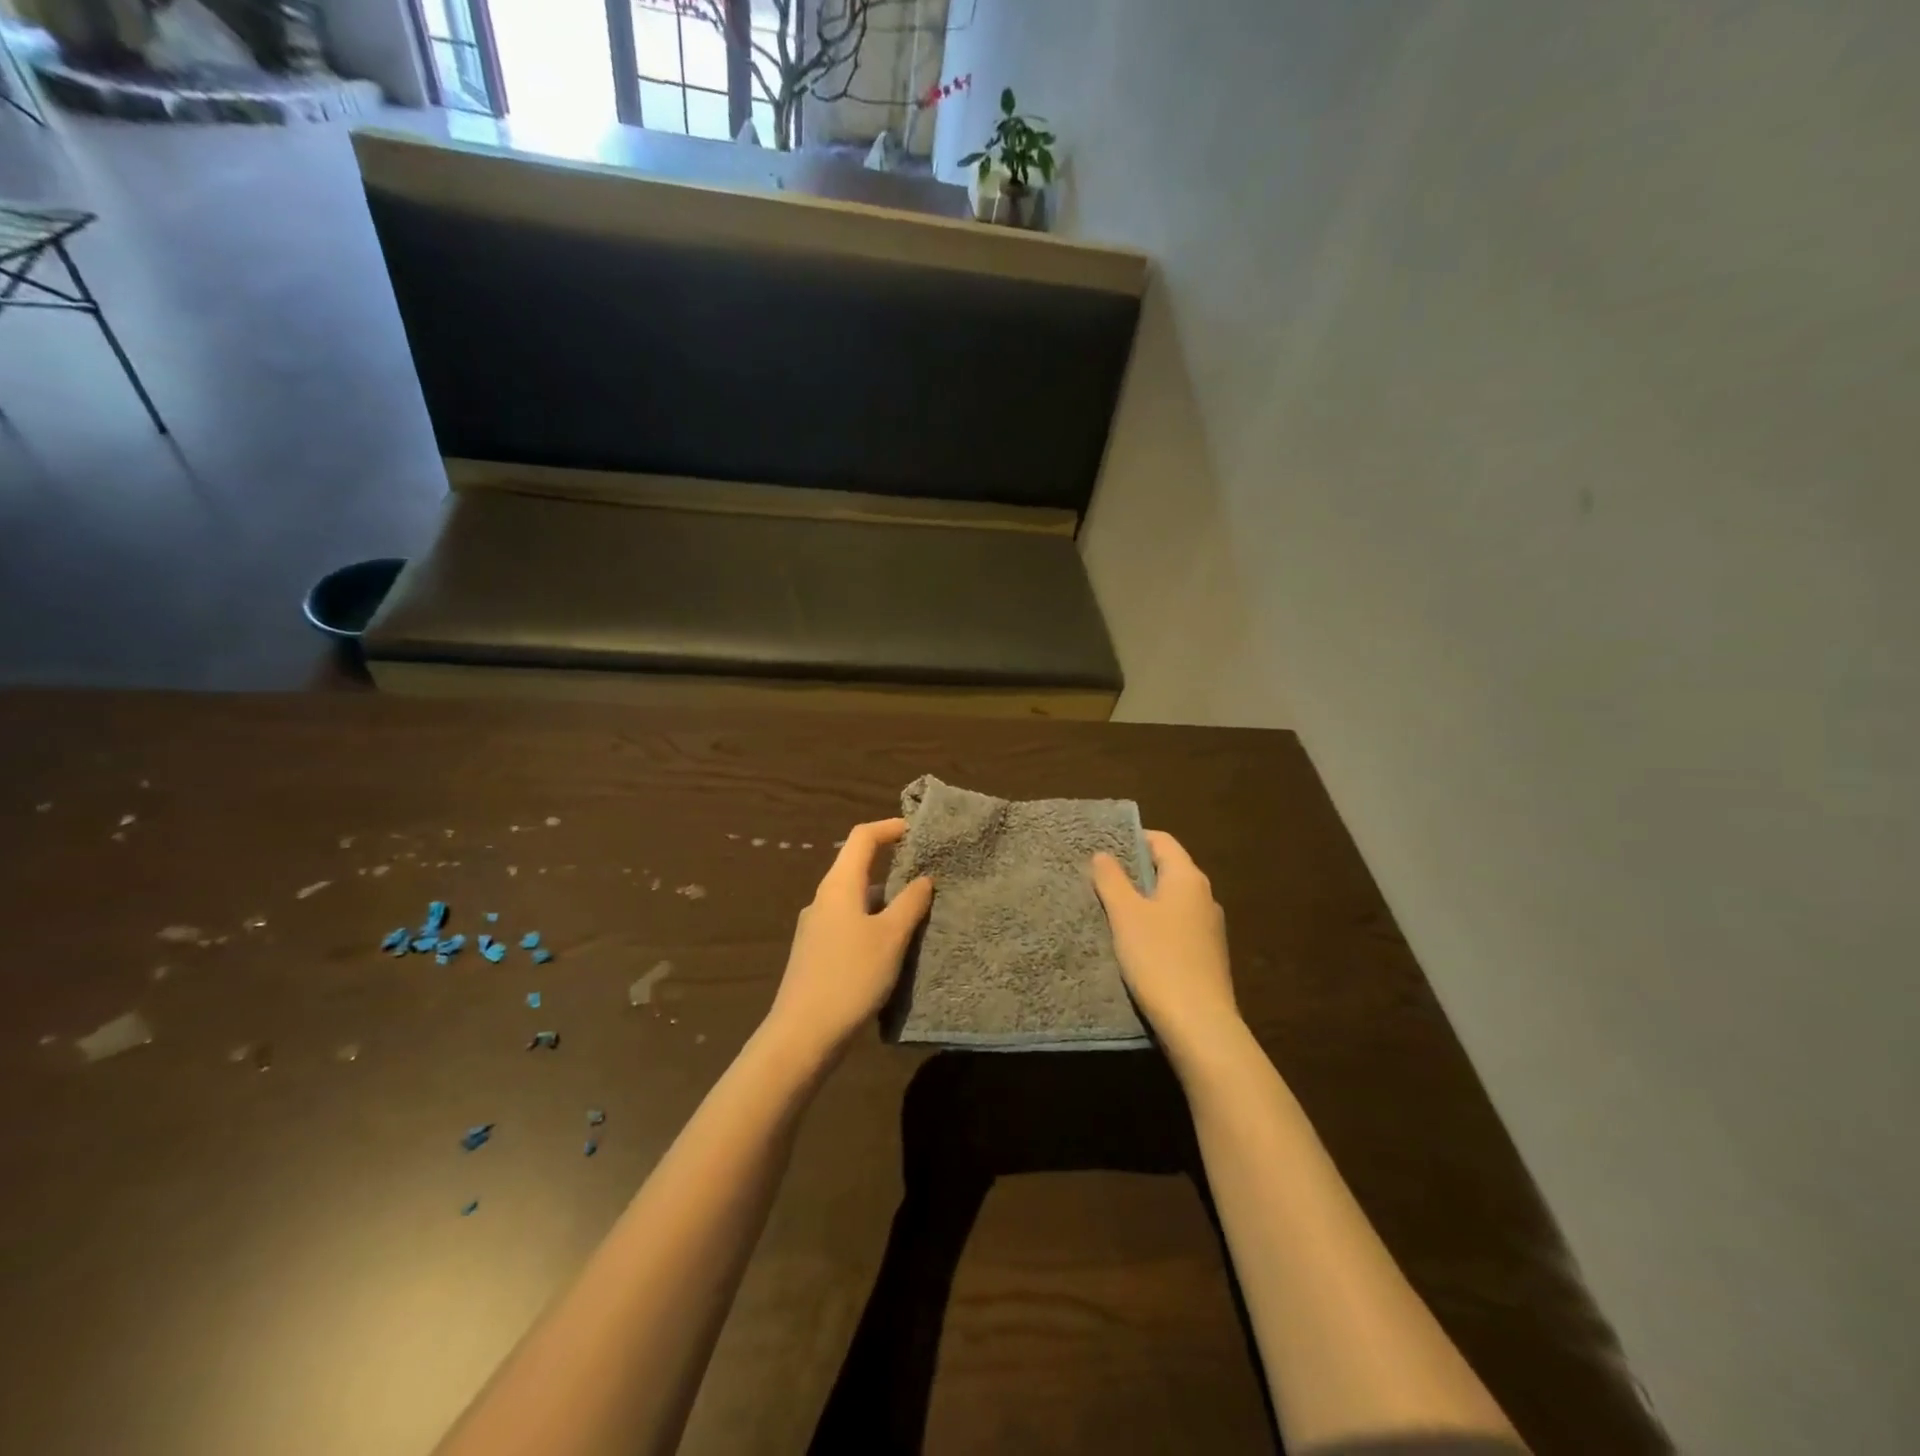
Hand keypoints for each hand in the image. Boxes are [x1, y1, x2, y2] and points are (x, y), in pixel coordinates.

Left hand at [766, 818, 932, 1058]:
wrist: (803, 1035)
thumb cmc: (850, 977)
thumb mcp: (890, 937)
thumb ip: (910, 903)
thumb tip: (924, 878)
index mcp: (838, 885)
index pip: (863, 838)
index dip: (890, 828)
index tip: (918, 831)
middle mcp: (823, 899)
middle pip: (857, 866)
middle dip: (892, 864)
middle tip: (927, 872)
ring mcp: (816, 927)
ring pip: (856, 898)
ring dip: (886, 898)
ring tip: (918, 912)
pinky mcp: (816, 953)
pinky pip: (850, 923)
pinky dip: (874, 922)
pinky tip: (893, 946)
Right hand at [1091, 830, 1240, 1059]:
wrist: (1199, 1023)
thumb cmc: (1159, 958)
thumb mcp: (1126, 915)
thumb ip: (1112, 880)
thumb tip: (1103, 854)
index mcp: (1188, 878)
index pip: (1162, 841)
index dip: (1133, 838)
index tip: (1104, 847)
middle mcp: (1204, 896)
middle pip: (1168, 869)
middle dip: (1135, 871)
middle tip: (1101, 878)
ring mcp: (1210, 928)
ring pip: (1172, 900)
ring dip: (1144, 900)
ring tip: (1112, 910)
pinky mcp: (1207, 955)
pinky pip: (1177, 926)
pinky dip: (1156, 925)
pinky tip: (1136, 943)